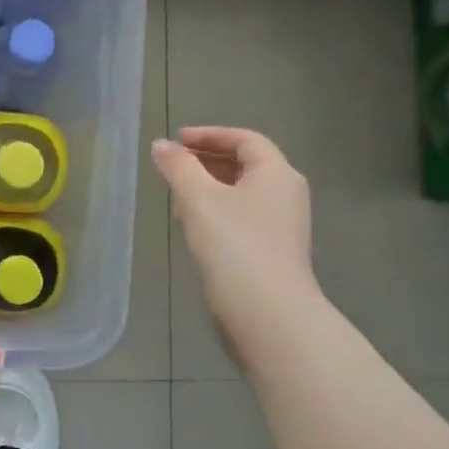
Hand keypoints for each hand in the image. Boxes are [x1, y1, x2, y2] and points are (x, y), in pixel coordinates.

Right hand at [151, 127, 317, 319]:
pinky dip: (217, 212)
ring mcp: (282, 226)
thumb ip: (178, 167)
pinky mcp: (272, 253)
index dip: (210, 134)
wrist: (267, 313)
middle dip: (207, 161)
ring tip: (177, 196)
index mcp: (276, 173)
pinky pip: (242, 218)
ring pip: (242, 193)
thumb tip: (162, 145)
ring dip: (209, 188)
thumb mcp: (198, 198)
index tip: (177, 140)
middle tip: (173, 166)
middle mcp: (286, 195)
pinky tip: (194, 227)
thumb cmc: (234, 245)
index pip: (245, 139)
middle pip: (246, 164)